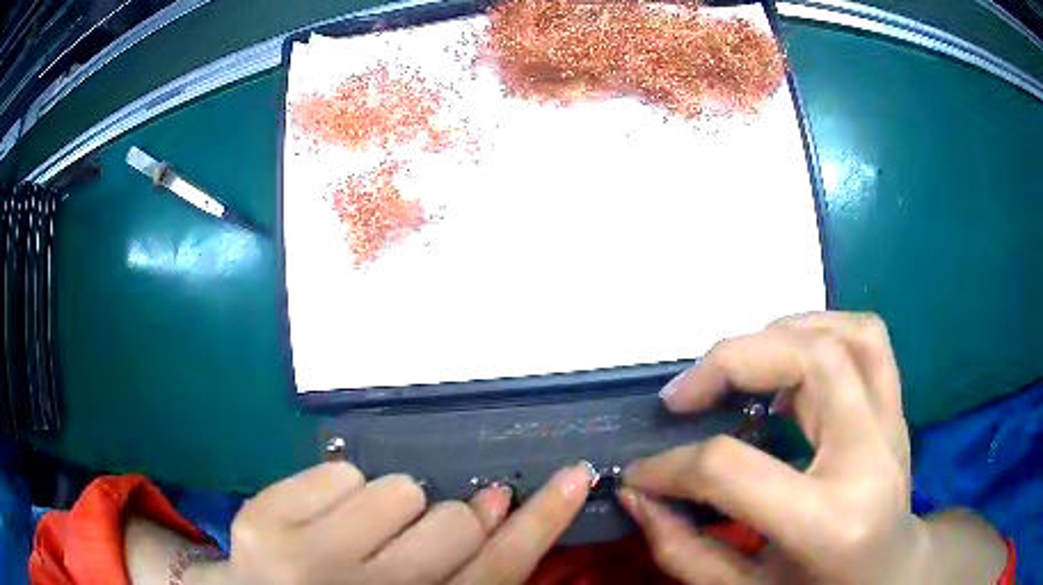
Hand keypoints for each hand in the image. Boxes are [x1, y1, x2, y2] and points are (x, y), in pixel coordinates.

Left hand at [191, 461, 592, 584]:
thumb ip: (462, 569)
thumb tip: (496, 506)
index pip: (500, 569)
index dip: (542, 520)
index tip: (574, 475)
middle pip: (454, 522)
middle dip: (447, 522)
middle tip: (409, 544)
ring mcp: (304, 559)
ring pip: (397, 488)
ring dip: (388, 508)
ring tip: (358, 538)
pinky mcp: (262, 521)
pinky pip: (339, 471)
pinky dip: (340, 492)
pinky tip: (320, 525)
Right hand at [620, 312, 924, 583]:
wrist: (889, 573)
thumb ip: (684, 550)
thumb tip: (638, 495)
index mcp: (829, 522)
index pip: (735, 468)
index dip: (671, 466)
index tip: (639, 472)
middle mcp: (870, 456)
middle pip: (809, 362)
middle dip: (730, 362)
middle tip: (683, 394)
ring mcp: (892, 422)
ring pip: (844, 334)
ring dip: (778, 334)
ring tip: (735, 368)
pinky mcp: (896, 406)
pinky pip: (867, 336)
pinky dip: (820, 327)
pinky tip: (788, 357)